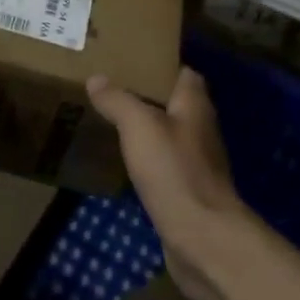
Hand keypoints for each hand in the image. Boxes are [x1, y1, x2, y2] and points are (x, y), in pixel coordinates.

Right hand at [86, 68, 256, 299]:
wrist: (202, 239)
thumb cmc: (174, 171)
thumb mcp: (139, 126)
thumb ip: (118, 100)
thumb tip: (97, 79)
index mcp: (195, 104)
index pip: (183, 72)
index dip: (159, 64)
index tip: (129, 60)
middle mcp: (200, 128)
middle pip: (173, 102)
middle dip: (146, 95)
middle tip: (110, 88)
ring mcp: (196, 161)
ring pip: (167, 134)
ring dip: (145, 128)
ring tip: (110, 119)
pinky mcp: (187, 190)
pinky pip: (163, 164)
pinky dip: (145, 158)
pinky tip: (122, 160)